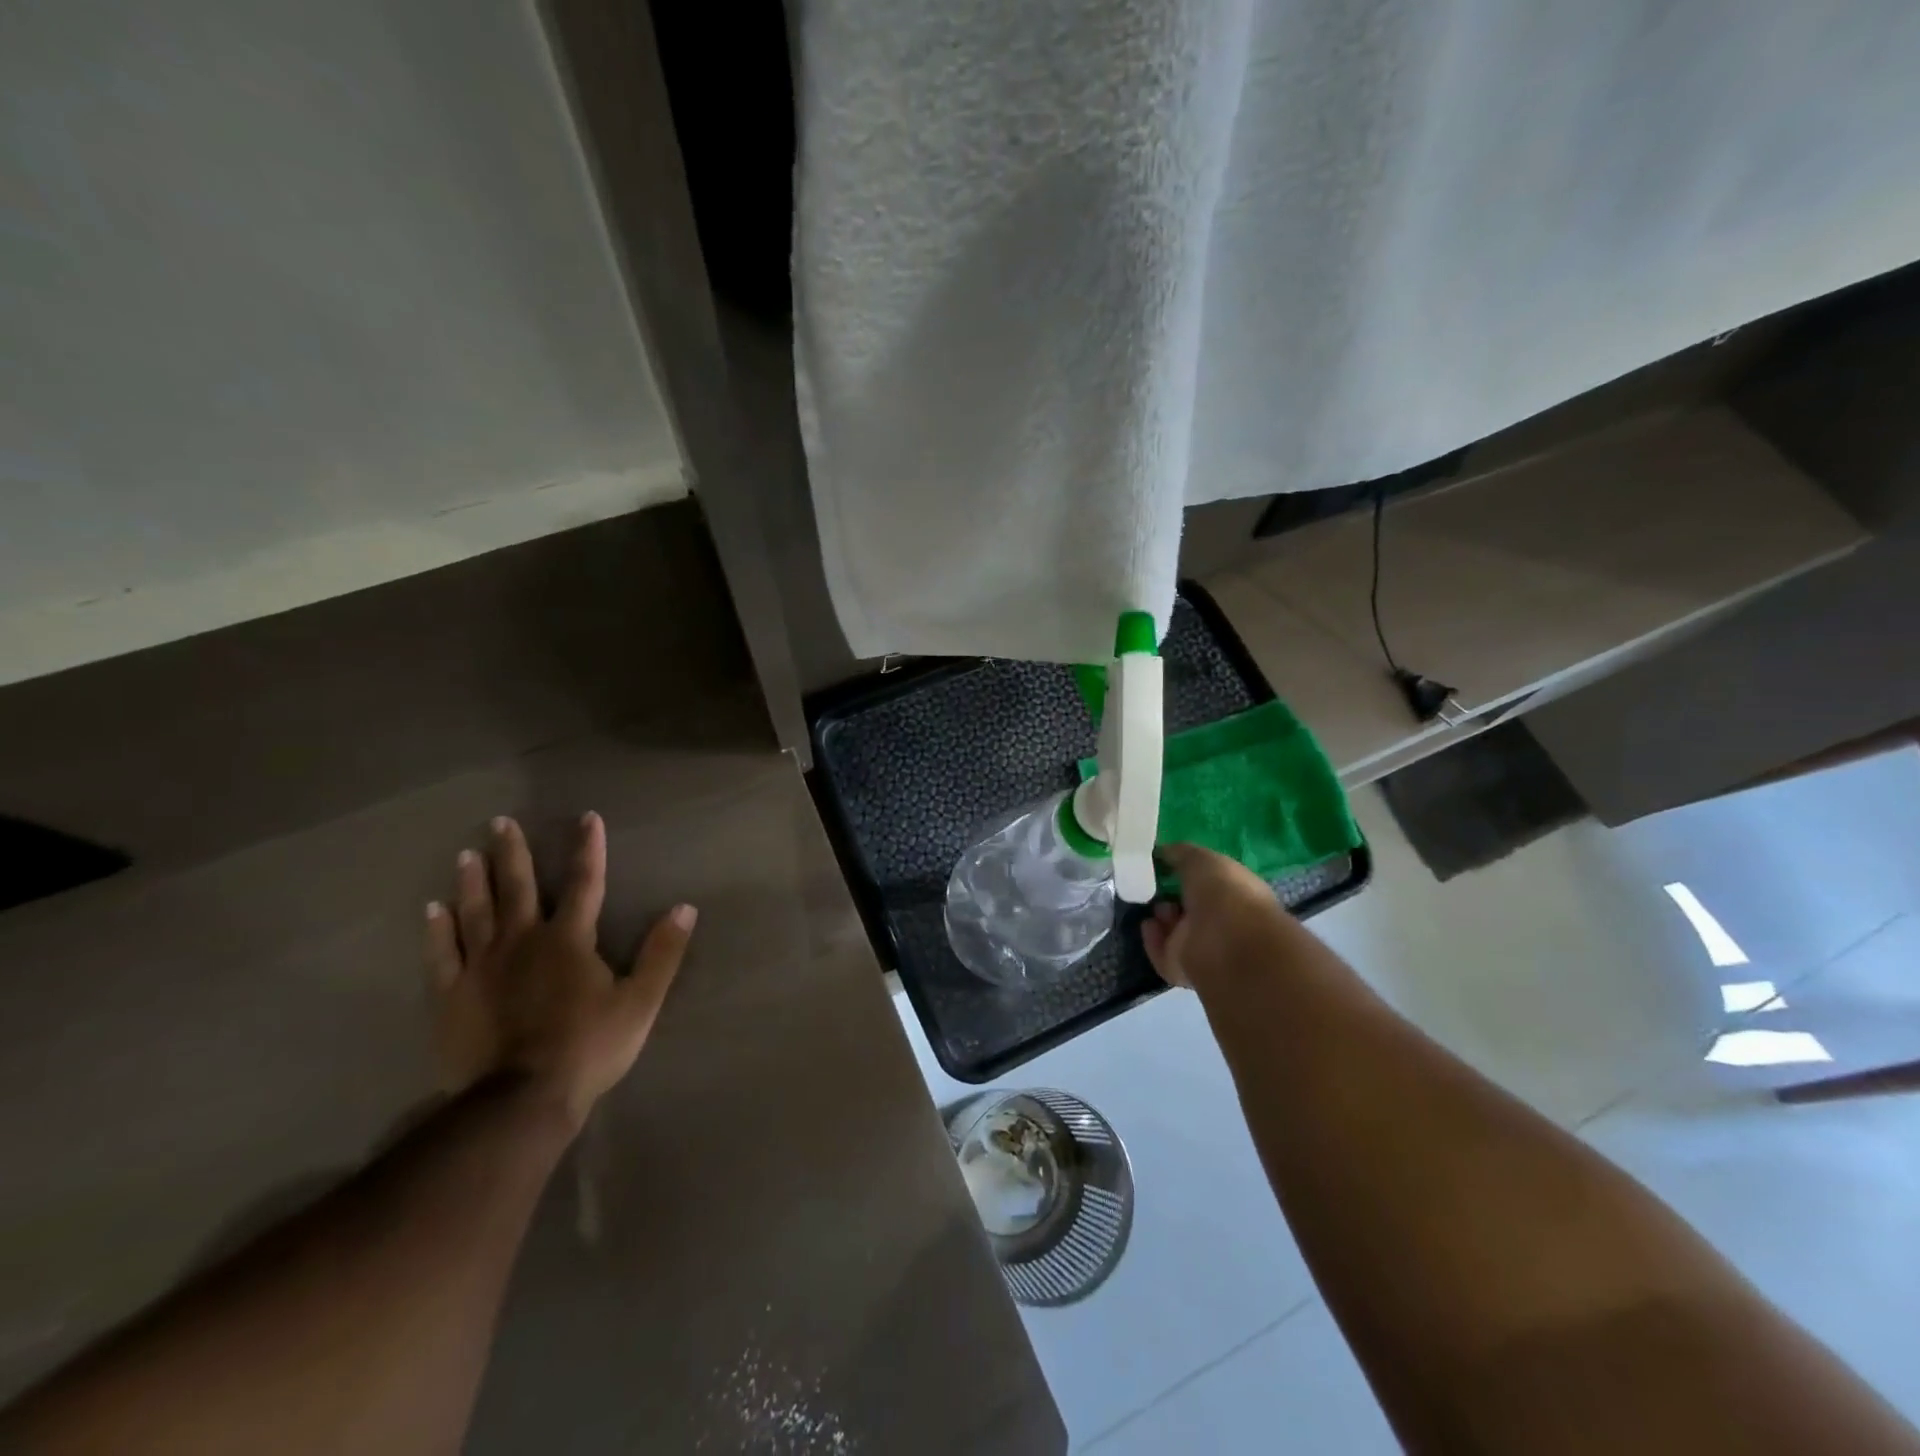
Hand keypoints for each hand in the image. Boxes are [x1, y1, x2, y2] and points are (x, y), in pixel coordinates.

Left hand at [424, 812, 695, 1128]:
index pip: (585, 883)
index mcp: (569, 940)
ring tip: (467, 854)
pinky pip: (442, 954)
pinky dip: (437, 930)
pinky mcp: (453, 995)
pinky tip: (432, 910)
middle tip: (500, 822)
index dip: (588, 849)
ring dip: (473, 881)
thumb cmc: (588, 1047)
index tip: (587, 818)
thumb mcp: (640, 1001)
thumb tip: (685, 908)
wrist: (521, 1100)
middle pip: (517, 888)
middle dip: (513, 853)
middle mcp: (523, 941)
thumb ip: (662, 953)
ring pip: (476, 913)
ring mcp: (482, 967)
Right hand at [1141, 842, 1286, 988]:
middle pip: (1191, 908)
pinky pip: (1162, 954)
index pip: (1210, 883)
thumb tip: (1163, 852)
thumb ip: (1180, 853)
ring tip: (1154, 906)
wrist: (1226, 943)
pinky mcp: (1184, 970)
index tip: (1165, 864)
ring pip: (1177, 932)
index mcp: (1235, 893)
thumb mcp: (1200, 858)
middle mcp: (1223, 922)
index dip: (1188, 873)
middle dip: (1172, 896)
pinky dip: (1152, 941)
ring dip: (1163, 918)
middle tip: (1155, 885)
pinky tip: (1148, 925)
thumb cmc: (1222, 892)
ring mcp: (1205, 949)